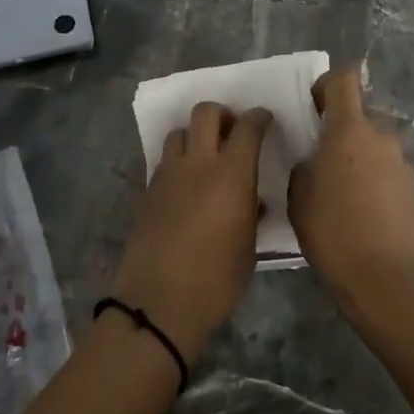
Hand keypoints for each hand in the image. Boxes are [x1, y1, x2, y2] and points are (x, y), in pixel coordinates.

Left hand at [114, 103, 273, 360]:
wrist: (160, 302)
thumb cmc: (217, 280)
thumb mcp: (248, 246)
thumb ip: (252, 212)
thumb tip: (254, 200)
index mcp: (231, 174)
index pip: (248, 127)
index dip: (259, 117)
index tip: (265, 120)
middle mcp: (198, 164)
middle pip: (206, 112)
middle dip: (223, 115)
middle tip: (232, 133)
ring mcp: (168, 174)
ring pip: (179, 132)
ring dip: (195, 136)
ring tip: (205, 158)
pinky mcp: (148, 190)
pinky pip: (165, 161)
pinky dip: (178, 162)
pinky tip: (185, 186)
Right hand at [288, 67, 413, 310]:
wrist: (388, 280)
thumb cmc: (334, 233)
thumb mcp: (299, 199)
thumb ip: (304, 168)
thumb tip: (314, 161)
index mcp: (349, 131)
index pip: (344, 80)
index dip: (326, 85)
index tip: (312, 108)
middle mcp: (381, 137)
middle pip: (360, 114)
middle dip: (340, 128)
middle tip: (320, 159)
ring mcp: (402, 162)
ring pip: (374, 144)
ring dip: (357, 155)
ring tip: (340, 191)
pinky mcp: (413, 187)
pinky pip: (386, 168)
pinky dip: (373, 178)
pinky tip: (361, 211)